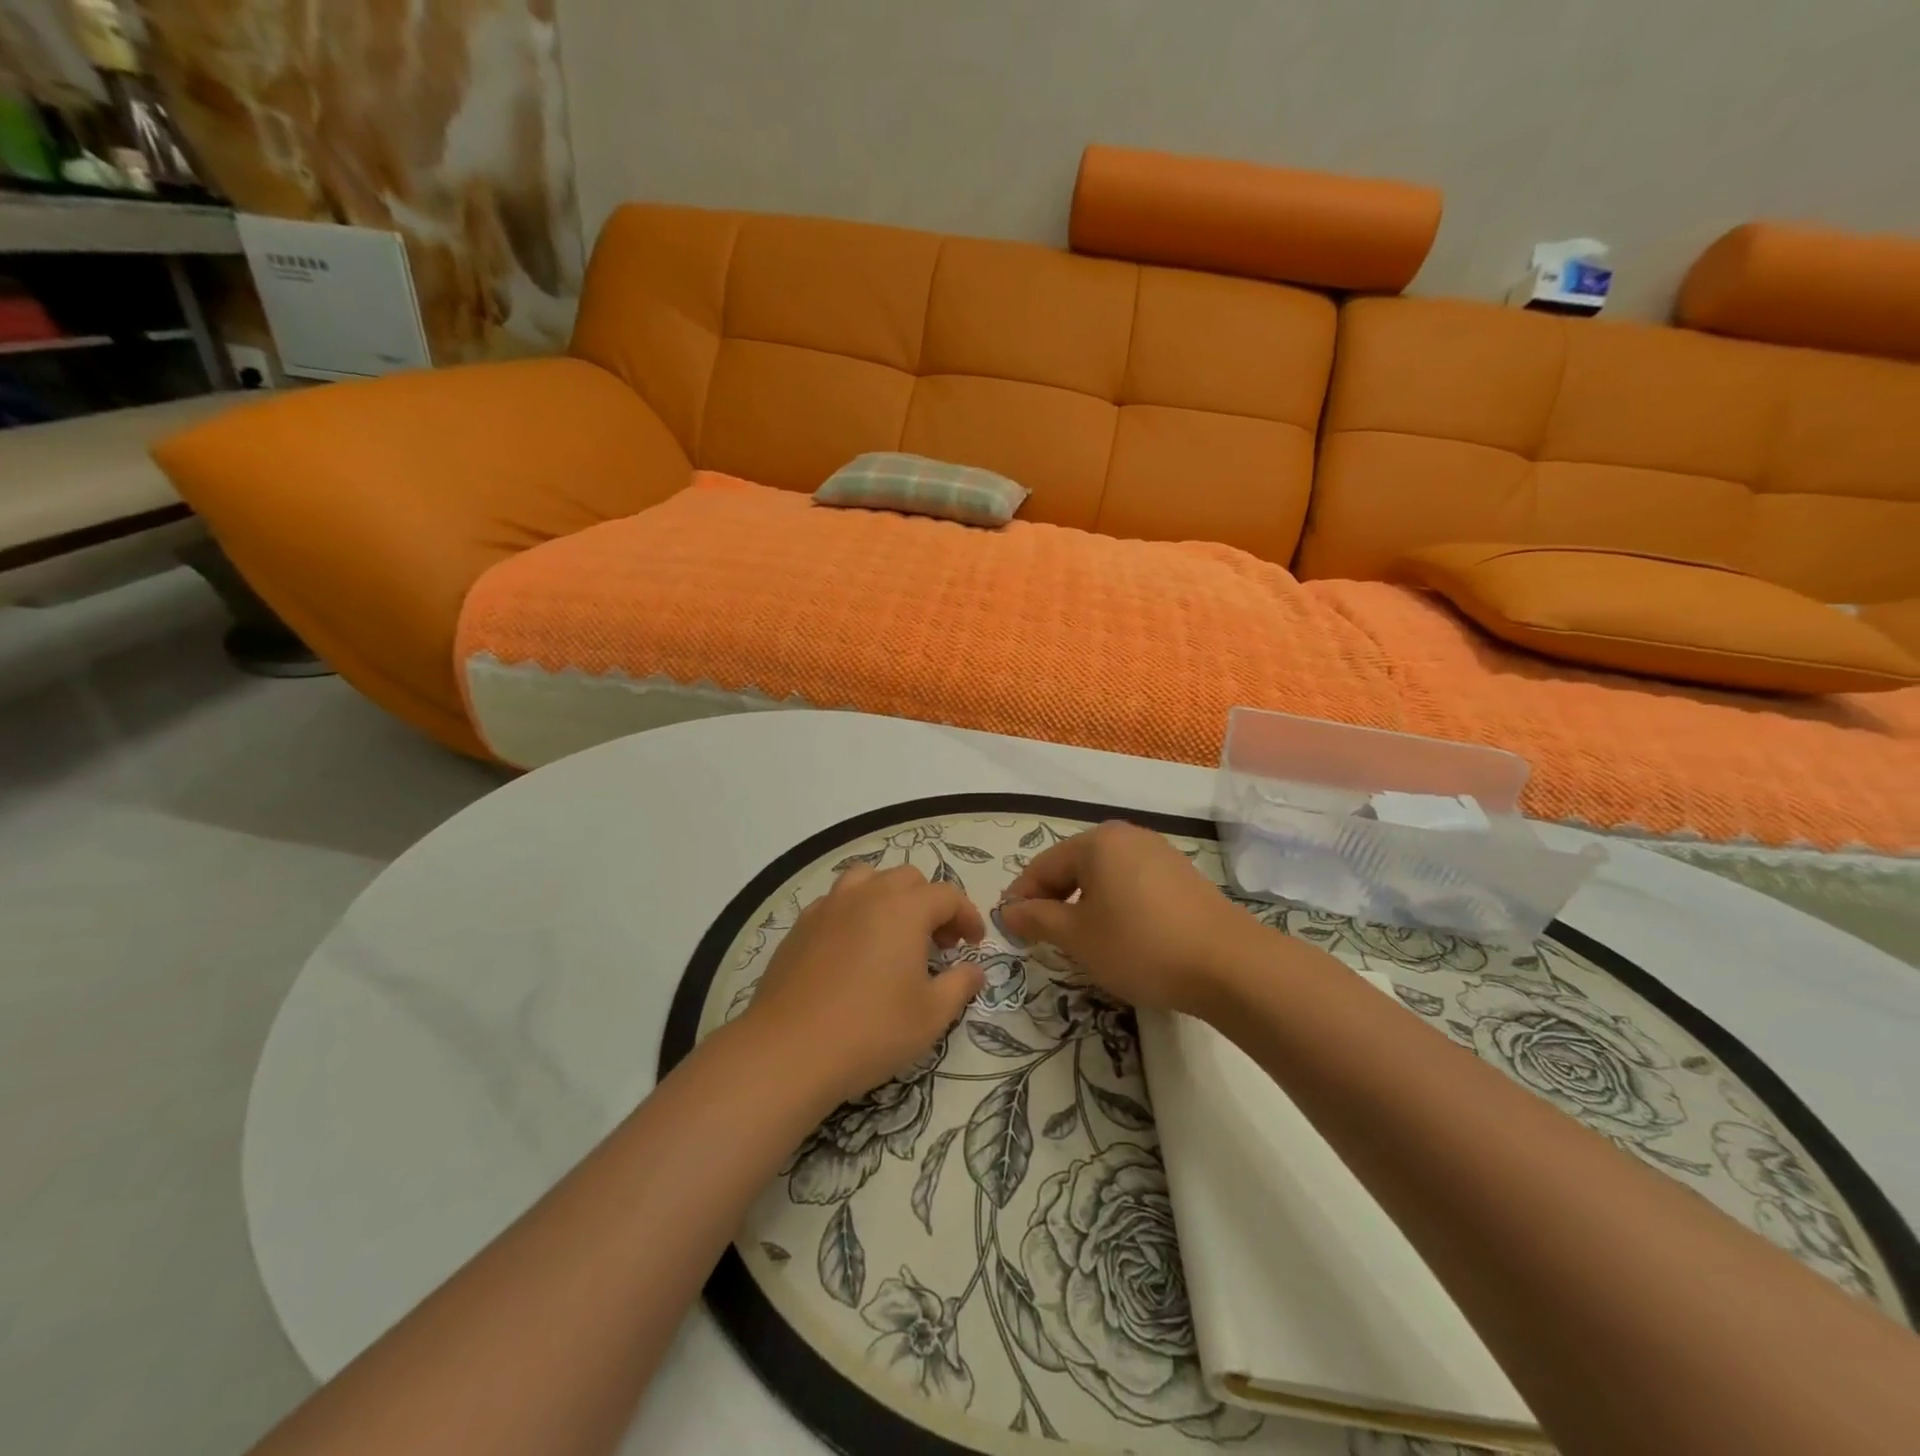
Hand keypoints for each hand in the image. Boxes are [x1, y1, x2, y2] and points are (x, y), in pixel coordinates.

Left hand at [742, 863, 985, 1109]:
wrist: (790, 1050)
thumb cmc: (872, 1031)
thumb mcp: (931, 1016)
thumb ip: (960, 985)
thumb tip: (975, 970)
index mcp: (905, 909)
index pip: (947, 895)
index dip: (967, 916)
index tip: (973, 944)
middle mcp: (867, 895)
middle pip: (908, 879)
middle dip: (930, 904)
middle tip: (938, 943)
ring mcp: (829, 906)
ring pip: (867, 879)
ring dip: (889, 897)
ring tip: (893, 933)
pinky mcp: (800, 926)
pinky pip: (836, 902)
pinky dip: (854, 911)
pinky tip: (853, 948)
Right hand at [998, 821, 1266, 1016]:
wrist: (1229, 965)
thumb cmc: (1140, 945)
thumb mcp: (1078, 937)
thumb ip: (1038, 919)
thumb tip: (1009, 911)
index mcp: (1097, 842)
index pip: (1043, 866)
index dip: (1021, 898)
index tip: (1010, 929)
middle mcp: (1127, 837)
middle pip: (1074, 866)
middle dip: (1053, 900)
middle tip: (1040, 937)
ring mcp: (1159, 853)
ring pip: (1104, 876)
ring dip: (1084, 904)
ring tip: (1078, 940)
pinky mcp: (1182, 875)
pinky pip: (1132, 884)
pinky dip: (1115, 905)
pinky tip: (1119, 935)